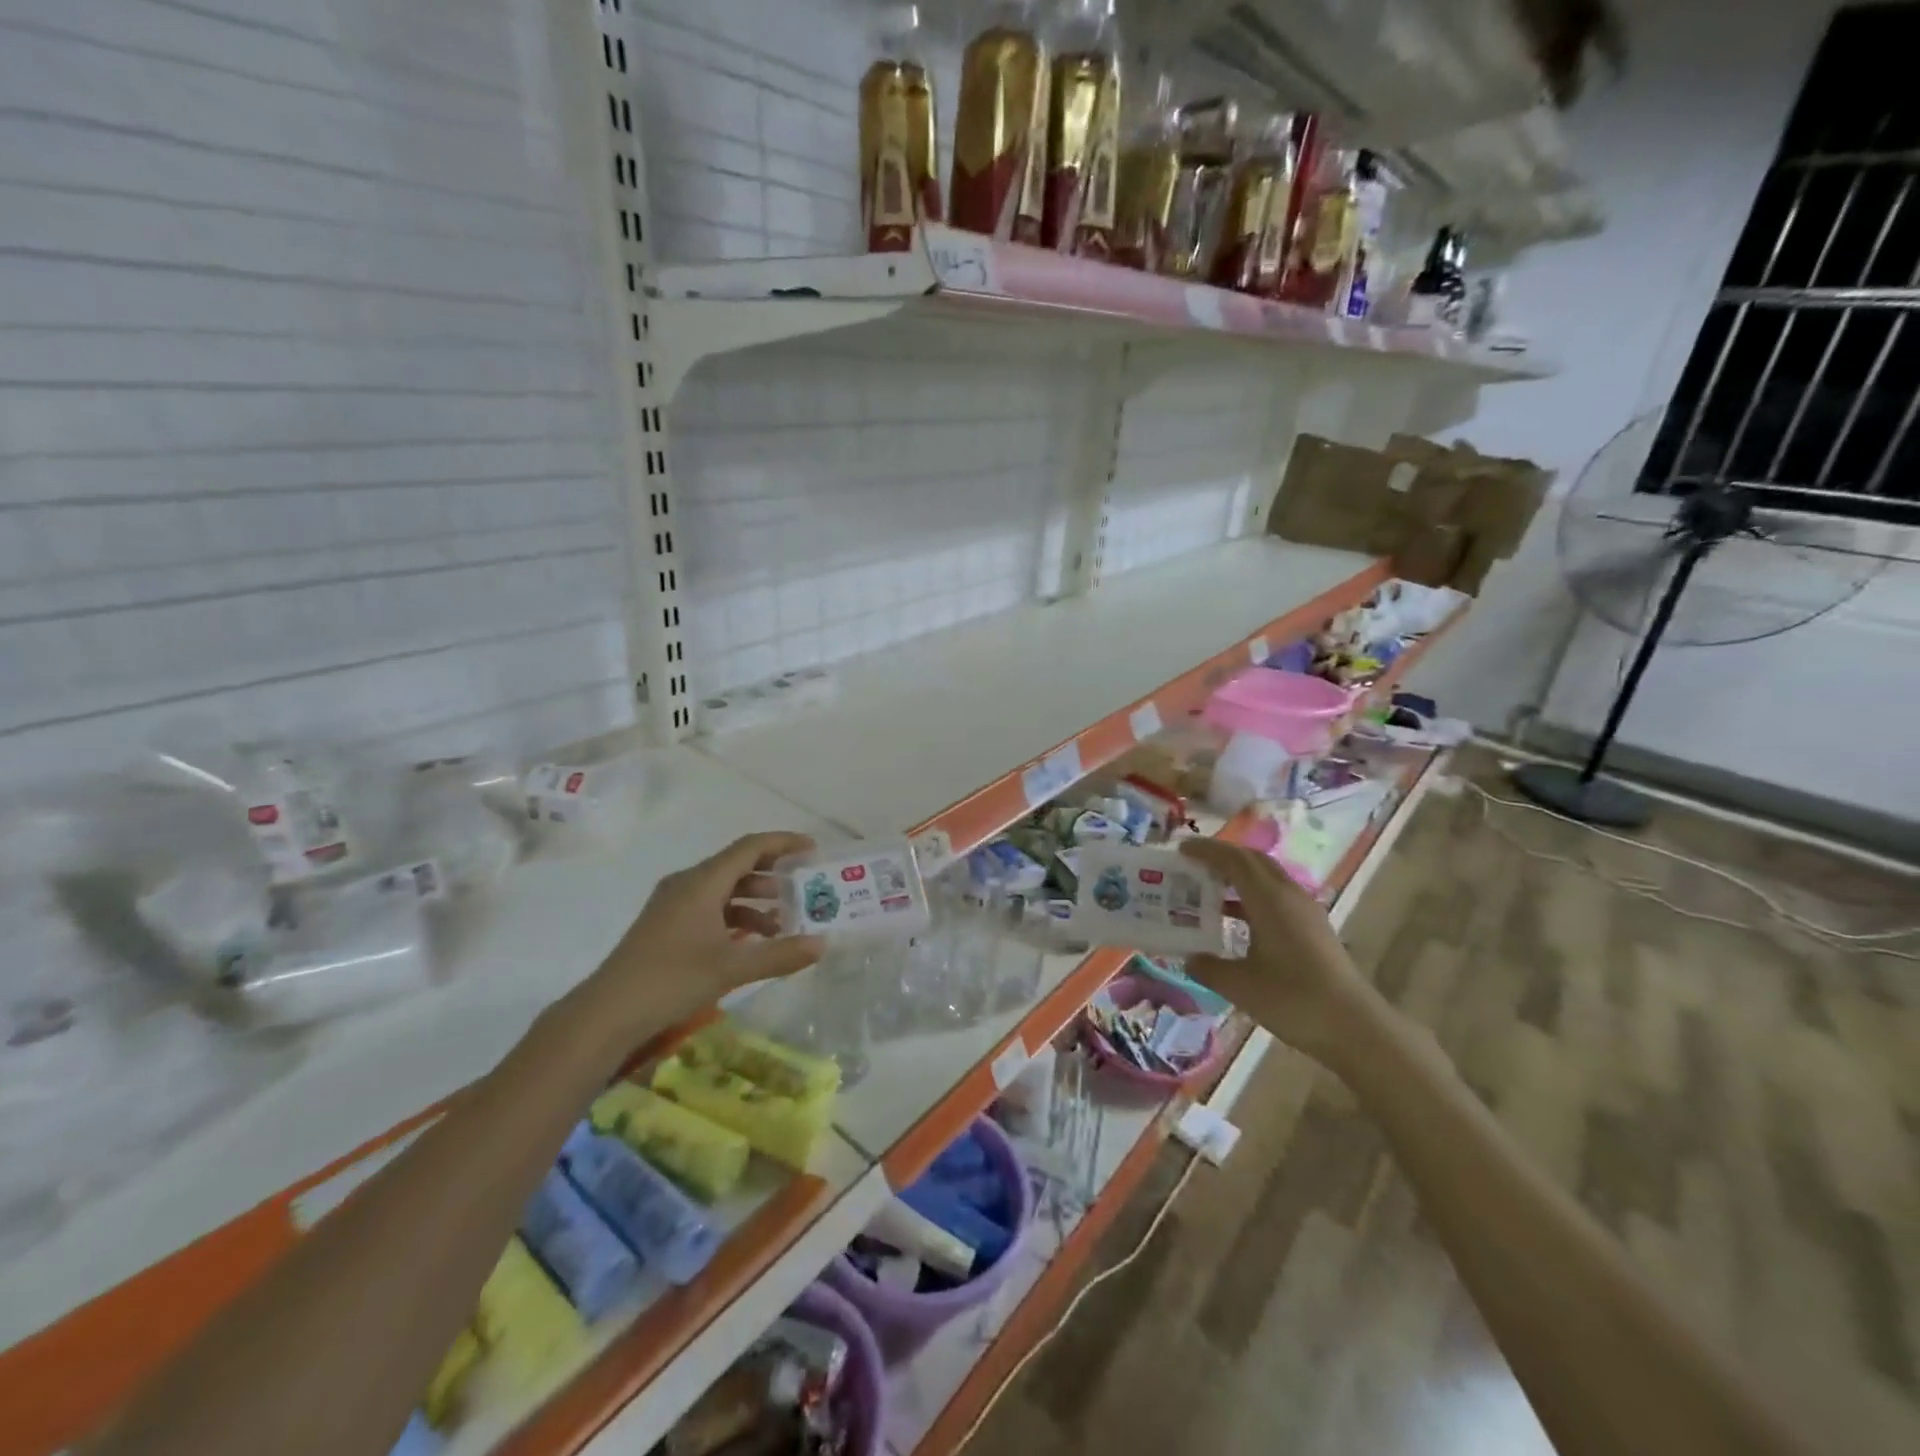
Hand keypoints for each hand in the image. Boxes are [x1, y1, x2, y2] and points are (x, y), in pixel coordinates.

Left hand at [578, 832, 826, 1043]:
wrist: (607, 1013)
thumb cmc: (671, 980)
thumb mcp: (731, 968)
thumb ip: (779, 954)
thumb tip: (822, 944)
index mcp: (702, 882)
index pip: (750, 847)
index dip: (783, 843)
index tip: (813, 849)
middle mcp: (687, 884)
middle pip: (738, 866)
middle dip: (774, 875)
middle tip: (805, 888)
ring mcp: (674, 905)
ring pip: (724, 889)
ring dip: (756, 900)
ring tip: (785, 922)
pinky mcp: (667, 926)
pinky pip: (711, 908)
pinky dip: (736, 917)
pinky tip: (752, 942)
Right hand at [1178, 837, 1385, 1070]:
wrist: (1355, 1028)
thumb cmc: (1293, 1000)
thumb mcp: (1240, 986)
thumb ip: (1208, 966)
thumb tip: (1188, 957)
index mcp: (1269, 899)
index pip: (1234, 860)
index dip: (1206, 850)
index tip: (1180, 848)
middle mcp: (1289, 895)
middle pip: (1253, 861)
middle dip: (1222, 857)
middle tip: (1192, 865)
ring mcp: (1305, 911)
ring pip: (1267, 878)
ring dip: (1237, 877)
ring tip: (1207, 890)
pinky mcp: (1313, 928)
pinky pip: (1276, 897)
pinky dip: (1251, 897)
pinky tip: (1235, 921)